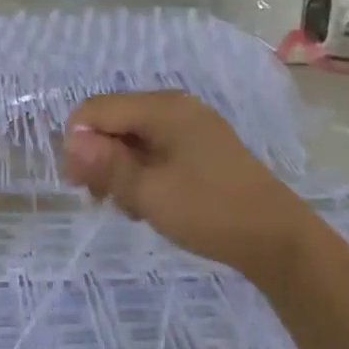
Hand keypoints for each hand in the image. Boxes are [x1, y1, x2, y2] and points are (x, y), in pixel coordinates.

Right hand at [63, 92, 308, 281]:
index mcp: (162, 108)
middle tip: (102, 200)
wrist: (277, 240)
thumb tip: (71, 140)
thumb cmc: (210, 211)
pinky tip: (149, 204)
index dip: (78, 143)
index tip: (78, 185)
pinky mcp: (200, 149)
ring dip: (120, 171)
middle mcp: (175, 108)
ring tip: (130, 208)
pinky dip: (143, 174)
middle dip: (100, 159)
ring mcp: (190, 128)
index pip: (96, 109)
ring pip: (133, 140)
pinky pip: (155, 151)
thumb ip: (106, 164)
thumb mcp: (149, 192)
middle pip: (114, 122)